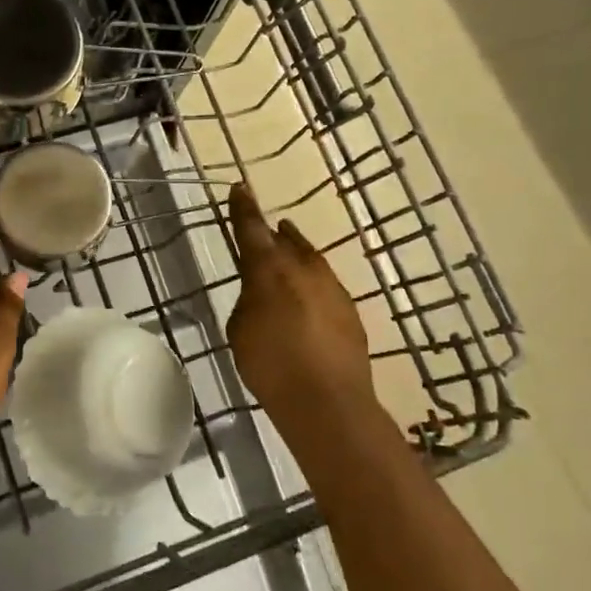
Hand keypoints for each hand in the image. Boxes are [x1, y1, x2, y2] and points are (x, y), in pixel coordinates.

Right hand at [226, 183, 374, 426]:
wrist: (328, 402)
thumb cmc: (270, 365)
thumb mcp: (240, 330)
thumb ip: (248, 301)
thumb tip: (261, 294)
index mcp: (267, 269)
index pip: (250, 227)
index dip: (243, 208)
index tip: (240, 188)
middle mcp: (302, 268)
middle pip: (284, 240)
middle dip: (272, 233)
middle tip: (263, 229)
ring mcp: (331, 287)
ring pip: (310, 259)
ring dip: (296, 254)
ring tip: (288, 252)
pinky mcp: (350, 310)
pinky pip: (325, 285)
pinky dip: (312, 285)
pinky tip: (308, 301)